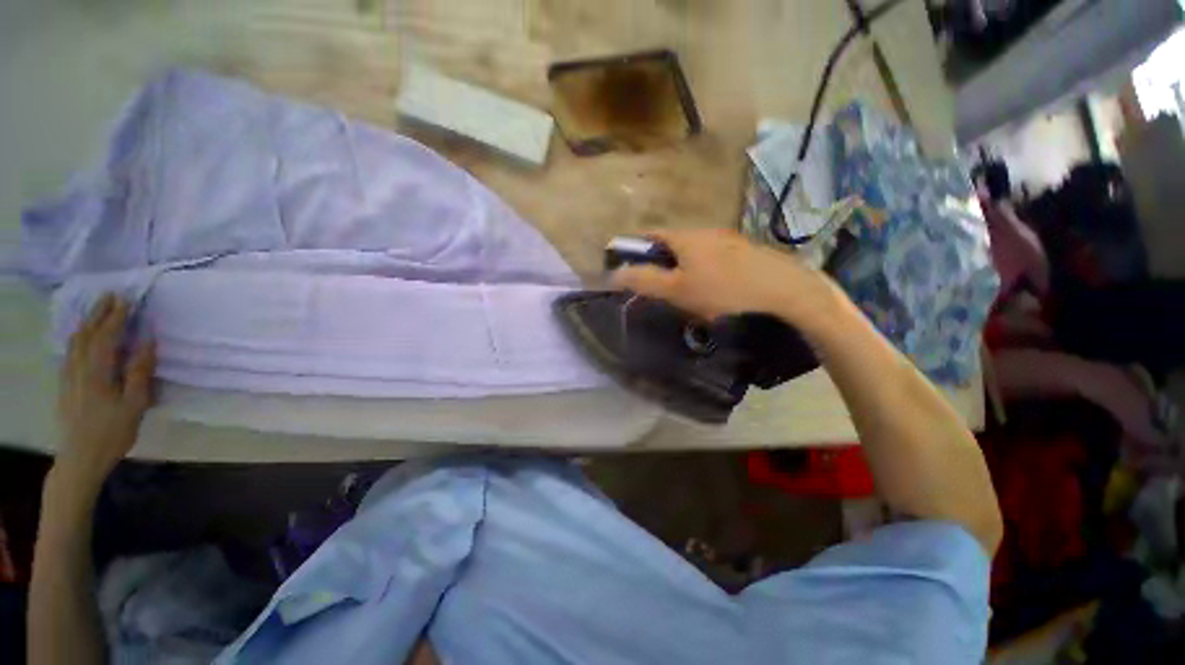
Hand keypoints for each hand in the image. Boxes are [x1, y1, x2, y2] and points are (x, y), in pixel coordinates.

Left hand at [56, 294, 155, 487]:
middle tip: (111, 296)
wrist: (80, 457)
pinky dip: (78, 337)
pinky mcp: (65, 384)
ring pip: (74, 341)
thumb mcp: (134, 405)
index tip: (127, 300)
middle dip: (98, 313)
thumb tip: (148, 343)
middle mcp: (78, 368)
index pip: (106, 336)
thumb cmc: (112, 431)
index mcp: (97, 372)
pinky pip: (70, 352)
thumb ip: (139, 372)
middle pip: (86, 334)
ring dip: (87, 322)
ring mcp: (68, 376)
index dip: (117, 317)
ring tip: (97, 311)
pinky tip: (82, 337)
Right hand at [609, 229, 838, 331]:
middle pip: (673, 244)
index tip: (628, 266)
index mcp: (686, 237)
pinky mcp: (747, 253)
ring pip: (695, 252)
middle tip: (659, 288)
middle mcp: (706, 232)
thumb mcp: (677, 290)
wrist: (786, 293)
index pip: (651, 234)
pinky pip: (715, 259)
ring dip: (684, 268)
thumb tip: (615, 273)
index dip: (635, 247)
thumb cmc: (723, 291)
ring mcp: (729, 241)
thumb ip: (645, 280)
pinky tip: (715, 292)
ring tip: (686, 294)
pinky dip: (705, 272)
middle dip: (661, 262)